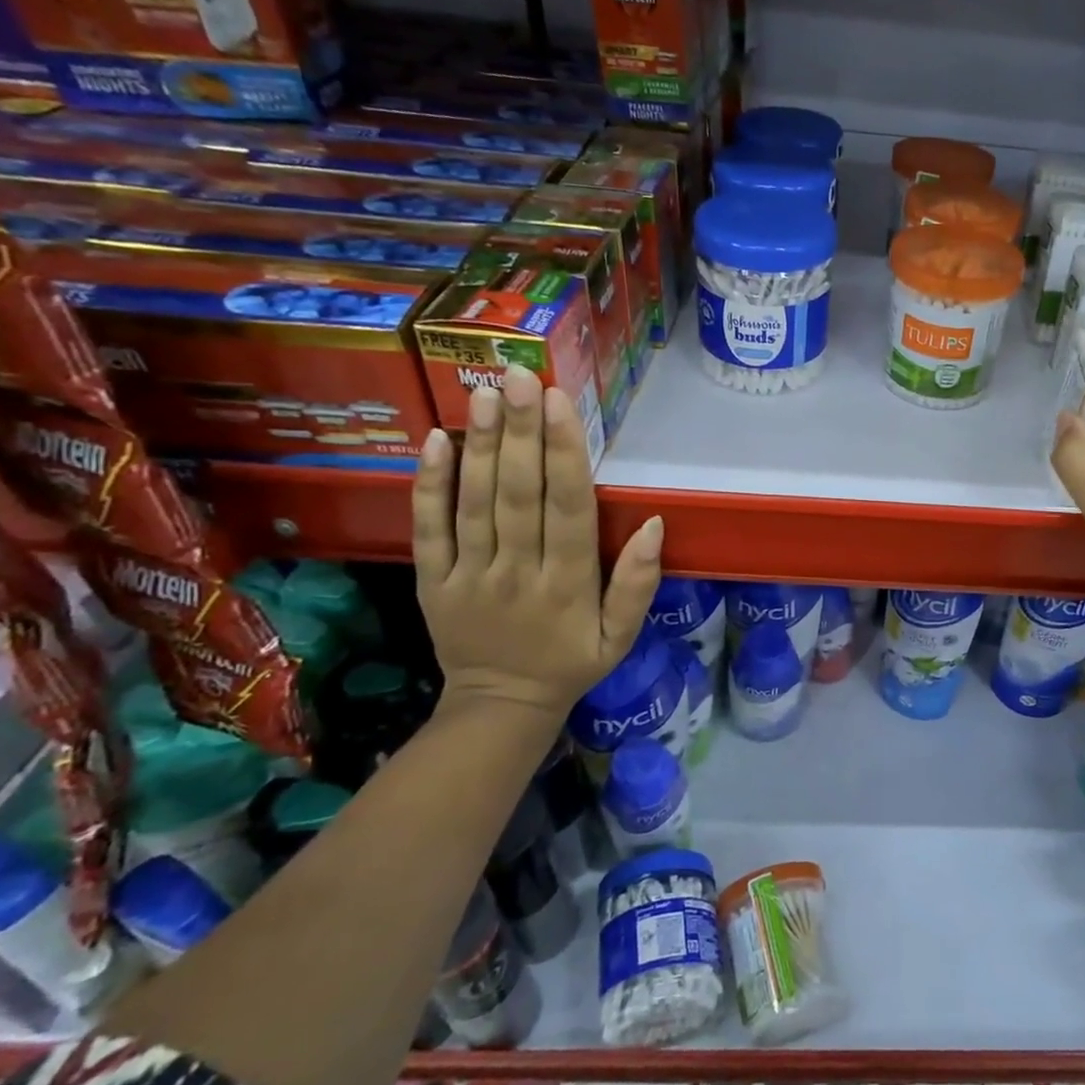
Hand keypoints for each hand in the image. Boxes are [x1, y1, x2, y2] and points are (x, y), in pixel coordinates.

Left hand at [411, 364, 662, 721]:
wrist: (500, 707)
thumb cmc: (571, 663)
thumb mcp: (621, 636)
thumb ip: (638, 584)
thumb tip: (656, 525)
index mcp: (568, 585)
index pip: (568, 509)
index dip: (564, 454)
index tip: (559, 402)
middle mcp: (518, 573)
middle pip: (518, 495)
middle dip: (521, 432)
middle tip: (519, 376)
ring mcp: (469, 576)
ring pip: (475, 503)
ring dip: (482, 446)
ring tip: (485, 393)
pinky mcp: (433, 582)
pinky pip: (428, 530)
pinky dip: (430, 485)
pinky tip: (436, 441)